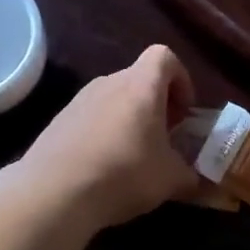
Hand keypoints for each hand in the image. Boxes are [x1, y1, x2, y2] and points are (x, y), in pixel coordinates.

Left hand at [22, 45, 200, 230]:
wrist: (54, 193)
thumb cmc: (124, 174)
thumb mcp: (171, 179)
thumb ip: (190, 174)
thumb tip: (195, 179)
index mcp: (141, 86)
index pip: (164, 56)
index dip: (181, 79)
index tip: (184, 111)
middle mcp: (109, 83)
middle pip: (139, 79)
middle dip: (157, 105)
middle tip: (164, 138)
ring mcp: (79, 100)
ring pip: (114, 99)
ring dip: (130, 120)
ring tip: (135, 156)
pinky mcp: (58, 121)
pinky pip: (92, 118)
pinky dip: (105, 133)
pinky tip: (104, 166)